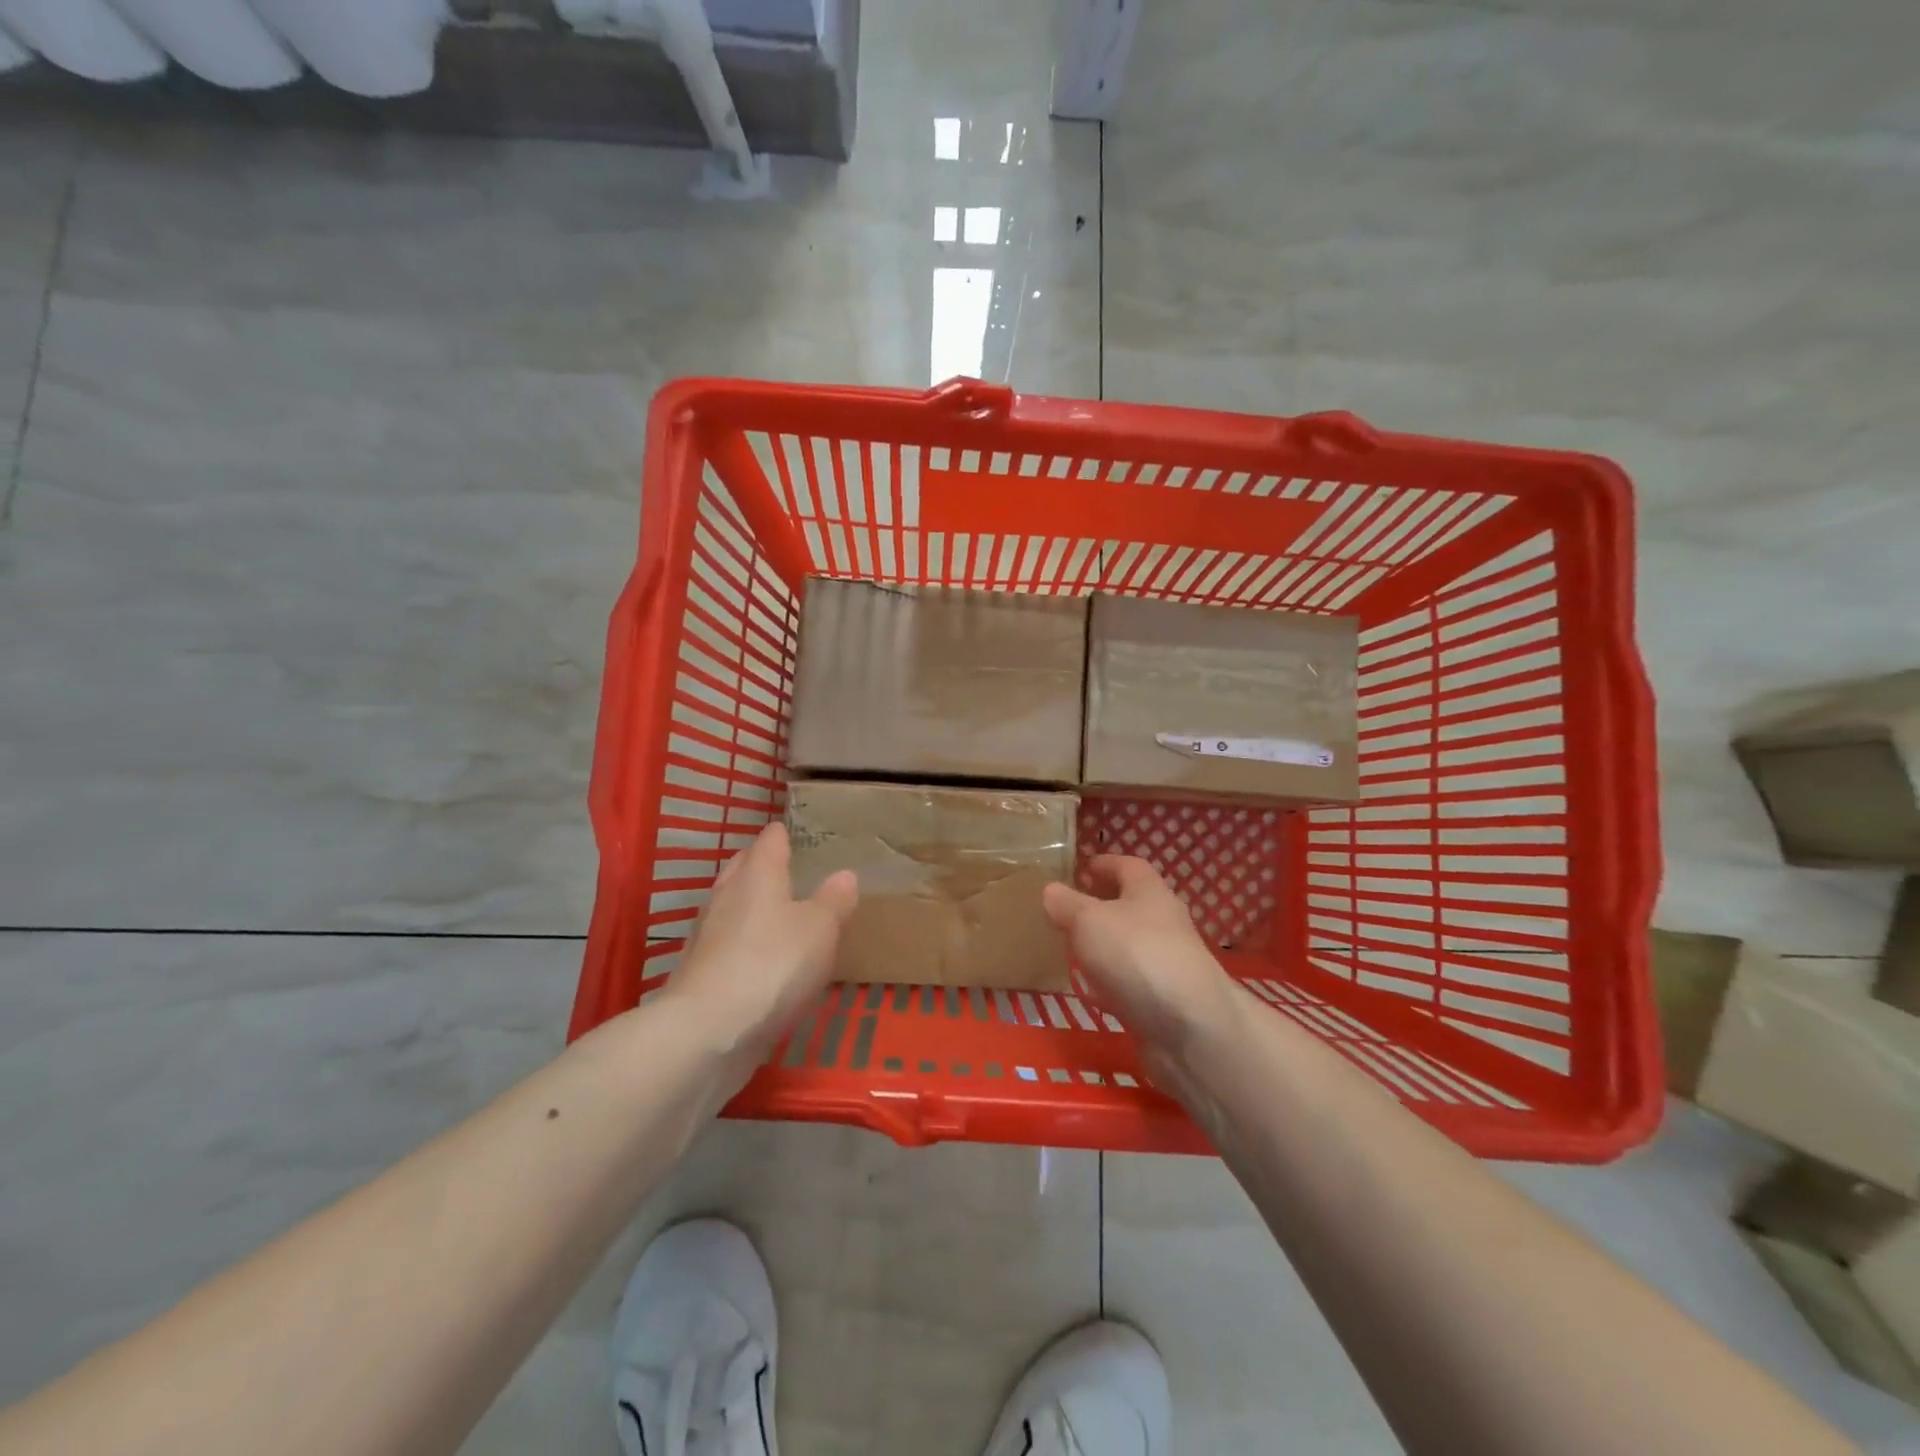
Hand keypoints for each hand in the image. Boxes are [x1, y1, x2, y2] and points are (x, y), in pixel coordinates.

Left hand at [661, 822, 857, 1084]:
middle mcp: (727, 895)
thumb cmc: (772, 965)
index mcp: (758, 875)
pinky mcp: (700, 972)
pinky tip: (760, 959)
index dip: (783, 834)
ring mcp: (707, 935)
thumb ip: (834, 900)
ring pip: (731, 906)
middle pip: (743, 868)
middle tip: (788, 868)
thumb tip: (844, 874)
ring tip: (778, 912)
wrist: (708, 1031)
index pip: (770, 841)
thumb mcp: (820, 929)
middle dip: (761, 865)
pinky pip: (726, 943)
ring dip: (750, 905)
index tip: (794, 832)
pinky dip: (742, 943)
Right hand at [1043, 856, 1241, 1058]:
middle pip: (1130, 906)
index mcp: (1149, 892)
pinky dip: (1109, 984)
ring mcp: (1166, 963)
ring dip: (1103, 946)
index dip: (1104, 864)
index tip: (1079, 869)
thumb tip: (1052, 889)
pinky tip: (1088, 993)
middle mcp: (1162, 922)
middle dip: (1100, 906)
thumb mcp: (1088, 920)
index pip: (1127, 866)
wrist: (1190, 1028)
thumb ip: (1066, 903)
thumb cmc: (1136, 955)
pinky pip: (1130, 983)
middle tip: (1066, 911)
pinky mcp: (1163, 1001)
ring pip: (1128, 946)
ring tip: (1069, 949)